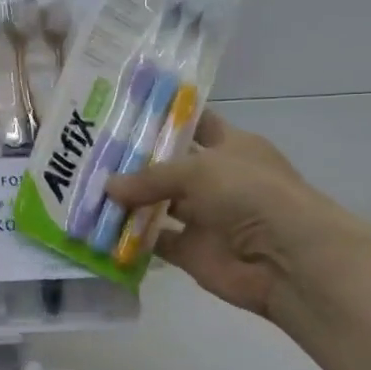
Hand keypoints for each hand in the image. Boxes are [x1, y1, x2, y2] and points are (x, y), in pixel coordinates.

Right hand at [104, 113, 354, 318]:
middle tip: (90, 153)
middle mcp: (216, 178)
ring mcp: (204, 217)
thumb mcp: (198, 170)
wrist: (285, 258)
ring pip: (158, 204)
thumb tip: (108, 187)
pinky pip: (155, 241)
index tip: (122, 111)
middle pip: (168, 165)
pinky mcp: (192, 251)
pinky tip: (99, 227)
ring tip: (85, 189)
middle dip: (133, 161)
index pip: (193, 123)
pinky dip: (131, 238)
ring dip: (128, 201)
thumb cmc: (249, 194)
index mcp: (230, 146)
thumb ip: (150, 177)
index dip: (163, 117)